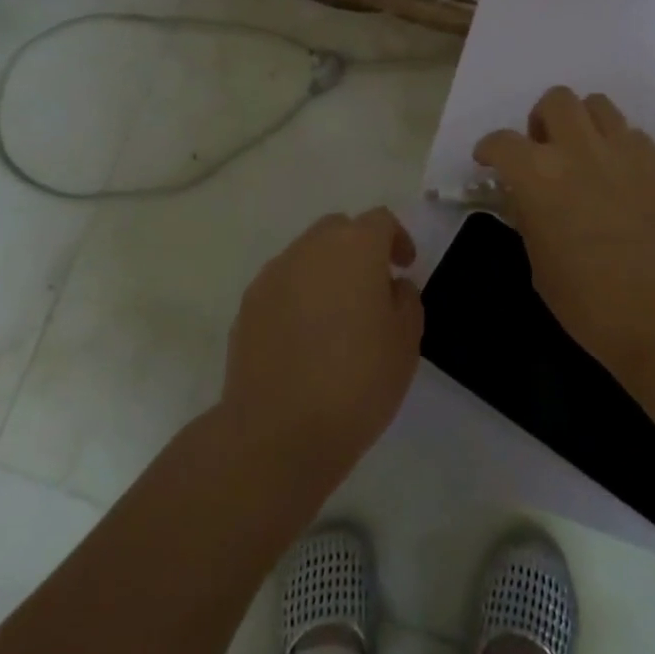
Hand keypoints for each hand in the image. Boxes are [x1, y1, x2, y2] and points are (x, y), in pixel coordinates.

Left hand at [219, 208, 423, 490]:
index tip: (405, 267)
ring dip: (326, 272)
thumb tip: (391, 286)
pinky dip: (298, 296)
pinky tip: (304, 337)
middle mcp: (311, 247)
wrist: (278, 432)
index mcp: (355, 247)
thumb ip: (406, 300)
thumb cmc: (356, 383)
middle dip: (359, 248)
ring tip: (337, 316)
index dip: (397, 239)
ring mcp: (274, 273)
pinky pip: (282, 284)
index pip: (380, 221)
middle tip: (372, 287)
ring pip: (307, 255)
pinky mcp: (249, 303)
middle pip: (339, 230)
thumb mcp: (406, 342)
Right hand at [475, 87, 654, 381]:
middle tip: (543, 151)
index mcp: (538, 175)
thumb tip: (524, 197)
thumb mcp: (540, 265)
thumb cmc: (591, 305)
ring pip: (597, 104)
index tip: (488, 163)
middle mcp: (579, 150)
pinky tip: (618, 175)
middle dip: (542, 120)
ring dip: (582, 122)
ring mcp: (623, 152)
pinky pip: (632, 134)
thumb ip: (528, 218)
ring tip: (582, 154)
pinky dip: (618, 145)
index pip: (502, 141)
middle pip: (556, 100)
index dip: (489, 149)